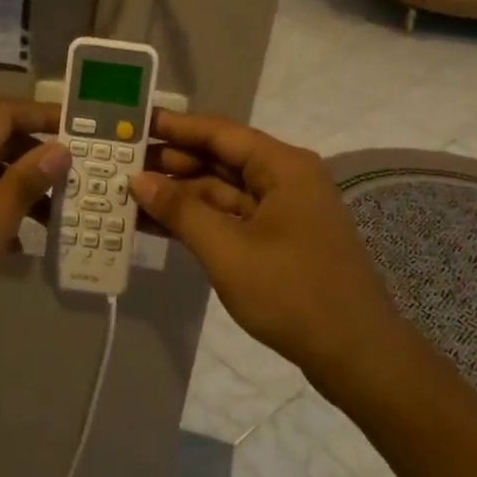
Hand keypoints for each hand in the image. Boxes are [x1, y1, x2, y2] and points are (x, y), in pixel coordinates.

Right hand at [131, 113, 393, 370]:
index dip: (175, 126)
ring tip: (129, 193)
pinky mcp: (279, 240)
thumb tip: (139, 180)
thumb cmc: (292, 293)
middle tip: (121, 161)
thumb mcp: (228, 250)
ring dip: (181, 194)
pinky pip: (231, 218)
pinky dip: (198, 220)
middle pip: (220, 159)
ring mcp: (283, 212)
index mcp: (283, 167)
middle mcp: (285, 179)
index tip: (134, 122)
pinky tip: (157, 224)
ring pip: (222, 191)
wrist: (355, 354)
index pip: (219, 133)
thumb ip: (181, 210)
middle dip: (172, 162)